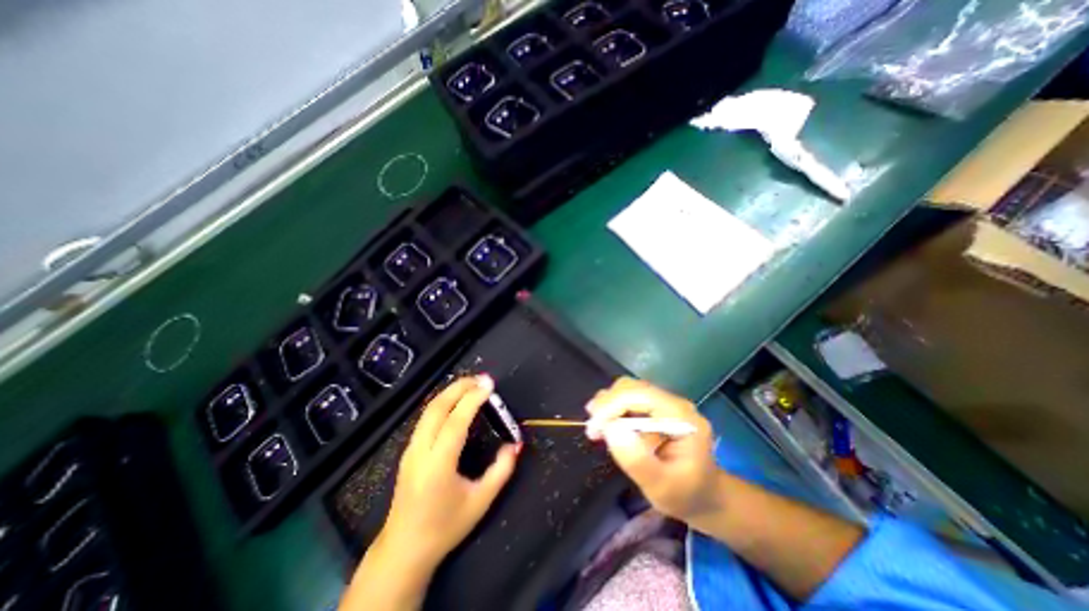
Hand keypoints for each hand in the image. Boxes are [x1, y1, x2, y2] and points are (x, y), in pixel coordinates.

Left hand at [379, 374, 523, 569]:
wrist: (404, 548)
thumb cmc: (445, 527)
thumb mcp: (480, 501)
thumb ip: (501, 471)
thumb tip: (515, 444)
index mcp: (438, 465)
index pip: (456, 421)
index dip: (473, 399)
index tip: (489, 385)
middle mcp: (420, 451)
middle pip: (437, 408)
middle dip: (459, 387)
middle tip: (481, 378)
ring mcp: (410, 450)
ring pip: (428, 410)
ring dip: (450, 392)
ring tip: (470, 384)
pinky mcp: (408, 451)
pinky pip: (425, 418)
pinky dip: (441, 402)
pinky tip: (454, 400)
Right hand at [588, 376, 720, 523]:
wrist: (706, 498)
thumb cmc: (686, 496)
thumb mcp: (662, 487)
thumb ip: (637, 460)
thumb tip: (611, 429)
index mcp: (681, 416)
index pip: (640, 395)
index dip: (612, 406)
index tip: (593, 428)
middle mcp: (673, 403)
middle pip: (632, 388)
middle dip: (607, 404)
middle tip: (592, 430)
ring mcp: (665, 405)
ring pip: (628, 391)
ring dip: (608, 406)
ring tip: (596, 429)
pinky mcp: (656, 410)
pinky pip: (629, 401)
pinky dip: (613, 410)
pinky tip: (606, 427)